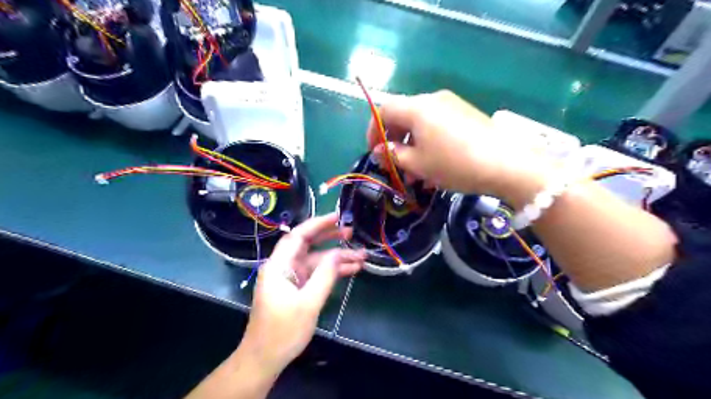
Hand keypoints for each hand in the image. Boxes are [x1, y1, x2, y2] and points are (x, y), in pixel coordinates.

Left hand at [238, 212, 363, 376]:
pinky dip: (332, 272)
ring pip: (316, 260)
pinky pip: (316, 274)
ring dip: (337, 258)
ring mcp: (291, 278)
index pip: (298, 235)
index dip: (319, 224)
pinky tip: (351, 270)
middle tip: (352, 233)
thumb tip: (338, 254)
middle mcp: (284, 267)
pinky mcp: (297, 288)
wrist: (264, 359)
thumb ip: (325, 275)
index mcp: (279, 266)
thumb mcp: (308, 303)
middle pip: (308, 245)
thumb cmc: (282, 331)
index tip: (338, 217)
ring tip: (361, 256)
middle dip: (331, 238)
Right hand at [370, 90, 551, 202]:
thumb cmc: (454, 164)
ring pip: (421, 125)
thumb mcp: (418, 164)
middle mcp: (433, 100)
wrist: (507, 164)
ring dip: (413, 148)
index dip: (373, 130)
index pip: (384, 110)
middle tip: (395, 167)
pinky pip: (438, 127)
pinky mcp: (466, 115)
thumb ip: (394, 155)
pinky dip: (429, 145)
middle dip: (395, 143)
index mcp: (417, 108)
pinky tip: (435, 168)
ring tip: (416, 176)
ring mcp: (452, 106)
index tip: (375, 153)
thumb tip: (381, 150)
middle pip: (403, 117)